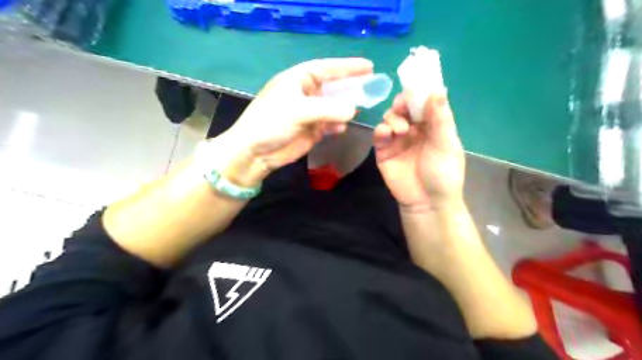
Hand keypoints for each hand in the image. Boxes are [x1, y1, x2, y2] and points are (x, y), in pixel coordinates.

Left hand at [219, 58, 374, 186]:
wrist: (255, 152)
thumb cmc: (271, 122)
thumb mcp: (299, 110)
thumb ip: (329, 109)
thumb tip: (354, 110)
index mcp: (298, 79)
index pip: (326, 68)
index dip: (347, 67)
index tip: (368, 66)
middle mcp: (305, 94)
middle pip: (333, 87)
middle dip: (351, 86)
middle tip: (372, 86)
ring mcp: (309, 113)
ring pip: (334, 107)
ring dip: (346, 107)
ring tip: (363, 107)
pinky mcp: (311, 130)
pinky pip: (330, 124)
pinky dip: (337, 125)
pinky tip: (342, 127)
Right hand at [375, 92, 463, 212]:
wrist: (427, 202)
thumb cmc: (443, 174)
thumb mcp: (446, 144)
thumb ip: (440, 118)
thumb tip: (438, 88)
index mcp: (432, 126)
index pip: (424, 102)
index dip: (419, 93)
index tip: (414, 87)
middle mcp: (414, 129)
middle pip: (404, 107)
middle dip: (402, 104)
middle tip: (403, 107)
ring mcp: (397, 140)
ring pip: (390, 118)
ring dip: (393, 118)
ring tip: (401, 130)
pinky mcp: (384, 151)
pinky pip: (379, 135)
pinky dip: (380, 130)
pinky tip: (386, 133)